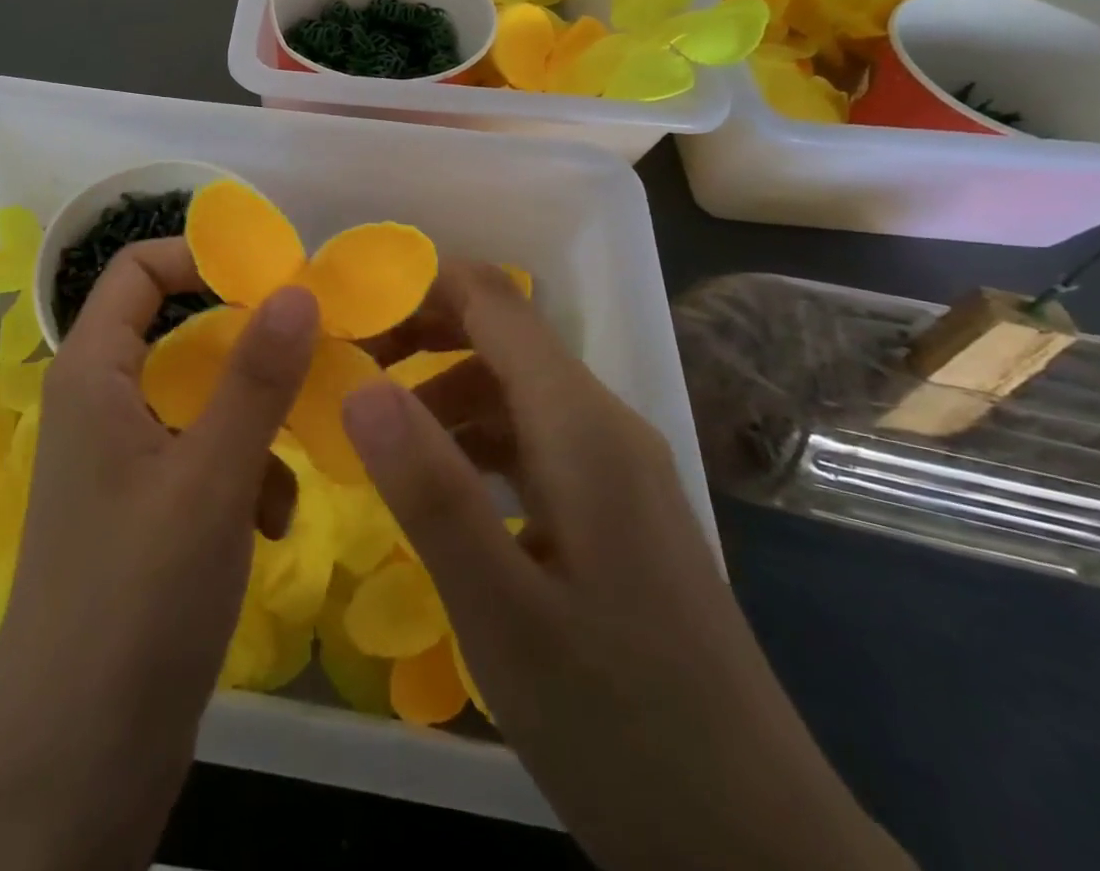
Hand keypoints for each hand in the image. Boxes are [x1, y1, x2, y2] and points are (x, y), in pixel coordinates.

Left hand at [0, 239, 317, 870]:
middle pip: (178, 333)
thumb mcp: (210, 480)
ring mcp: (119, 460)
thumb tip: (296, 287)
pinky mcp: (141, 510)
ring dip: (253, 423)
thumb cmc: (137, 604)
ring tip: (291, 471)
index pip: (137, 269)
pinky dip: (241, 475)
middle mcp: (100, 404)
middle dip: (247, 349)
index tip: (275, 279)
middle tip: (314, 360)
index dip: (201, 258)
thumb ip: (254, 378)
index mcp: (93, 374)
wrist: (77, 771)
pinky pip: (199, 457)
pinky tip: (270, 526)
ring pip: (199, 400)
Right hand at [345, 262, 915, 870]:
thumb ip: (429, 490)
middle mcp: (603, 426)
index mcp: (582, 426)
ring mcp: (615, 469)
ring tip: (372, 436)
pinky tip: (435, 489)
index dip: (418, 286)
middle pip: (500, 336)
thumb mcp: (502, 612)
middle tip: (342, 369)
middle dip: (418, 336)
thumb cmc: (621, 724)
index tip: (344, 310)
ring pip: (511, 390)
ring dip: (439, 393)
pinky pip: (530, 441)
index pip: (493, 301)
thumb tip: (359, 386)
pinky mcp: (614, 511)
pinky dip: (470, 441)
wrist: (757, 847)